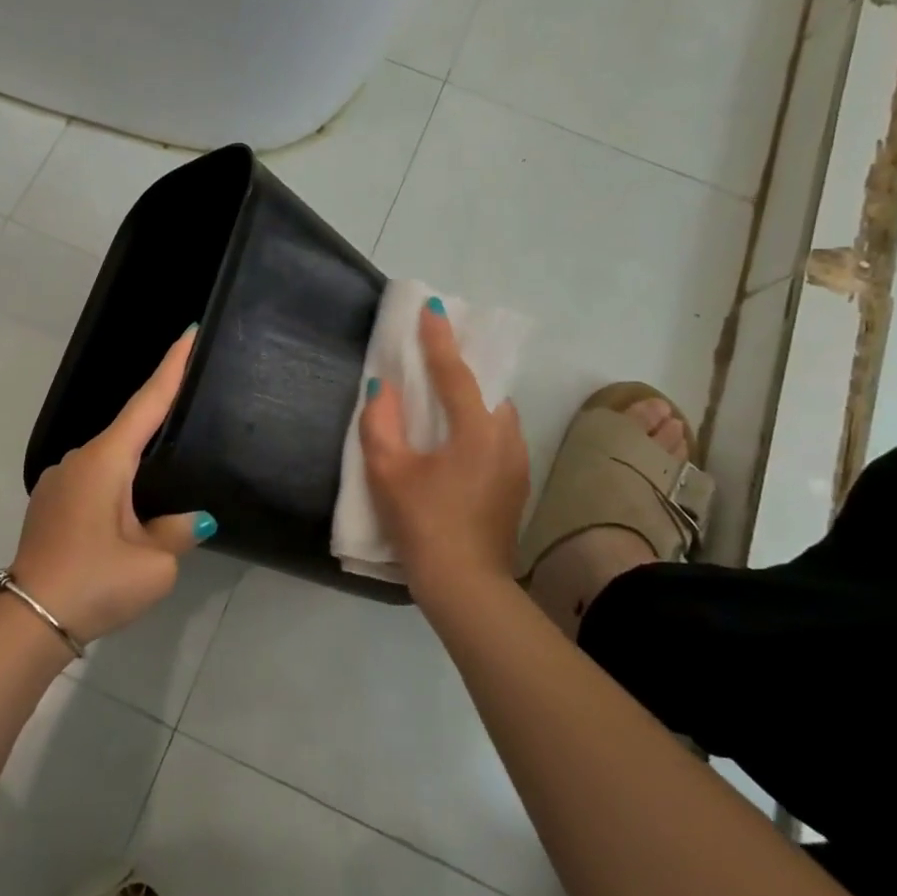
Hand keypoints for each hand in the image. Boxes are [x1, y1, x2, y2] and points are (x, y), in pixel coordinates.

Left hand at [9, 329, 214, 644]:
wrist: (28, 620)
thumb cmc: (95, 583)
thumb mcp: (154, 564)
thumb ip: (177, 531)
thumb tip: (191, 519)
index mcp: (105, 461)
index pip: (147, 402)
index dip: (172, 367)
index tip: (189, 332)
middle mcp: (79, 459)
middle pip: (129, 429)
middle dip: (160, 419)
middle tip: (193, 408)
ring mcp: (59, 480)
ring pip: (111, 459)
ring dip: (138, 463)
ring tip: (168, 478)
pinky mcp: (50, 503)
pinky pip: (95, 479)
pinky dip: (118, 482)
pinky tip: (132, 508)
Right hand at [360, 305, 529, 605]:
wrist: (466, 586)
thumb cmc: (423, 524)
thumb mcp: (388, 472)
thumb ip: (380, 423)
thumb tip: (383, 388)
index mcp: (476, 430)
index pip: (455, 372)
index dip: (439, 339)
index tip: (432, 308)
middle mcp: (505, 438)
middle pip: (485, 389)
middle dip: (463, 367)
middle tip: (437, 353)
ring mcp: (516, 463)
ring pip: (495, 414)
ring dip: (472, 399)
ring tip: (444, 396)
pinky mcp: (515, 485)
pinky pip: (497, 437)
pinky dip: (477, 424)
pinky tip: (455, 440)